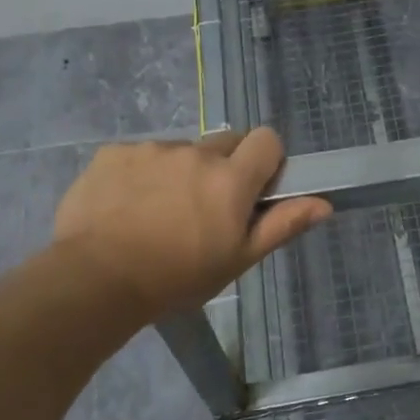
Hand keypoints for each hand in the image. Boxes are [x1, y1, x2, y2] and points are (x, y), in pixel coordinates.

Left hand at [50, 129, 330, 320]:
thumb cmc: (177, 278)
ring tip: (158, 213)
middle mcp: (195, 152)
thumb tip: (324, 203)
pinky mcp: (113, 153)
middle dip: (223, 167)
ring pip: (180, 151)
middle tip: (205, 208)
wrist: (95, 280)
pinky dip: (140, 175)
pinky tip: (126, 208)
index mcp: (230, 179)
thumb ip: (281, 225)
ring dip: (180, 172)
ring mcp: (151, 149)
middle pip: (224, 142)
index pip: (267, 139)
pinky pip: (140, 155)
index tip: (253, 190)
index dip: (265, 161)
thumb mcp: (237, 260)